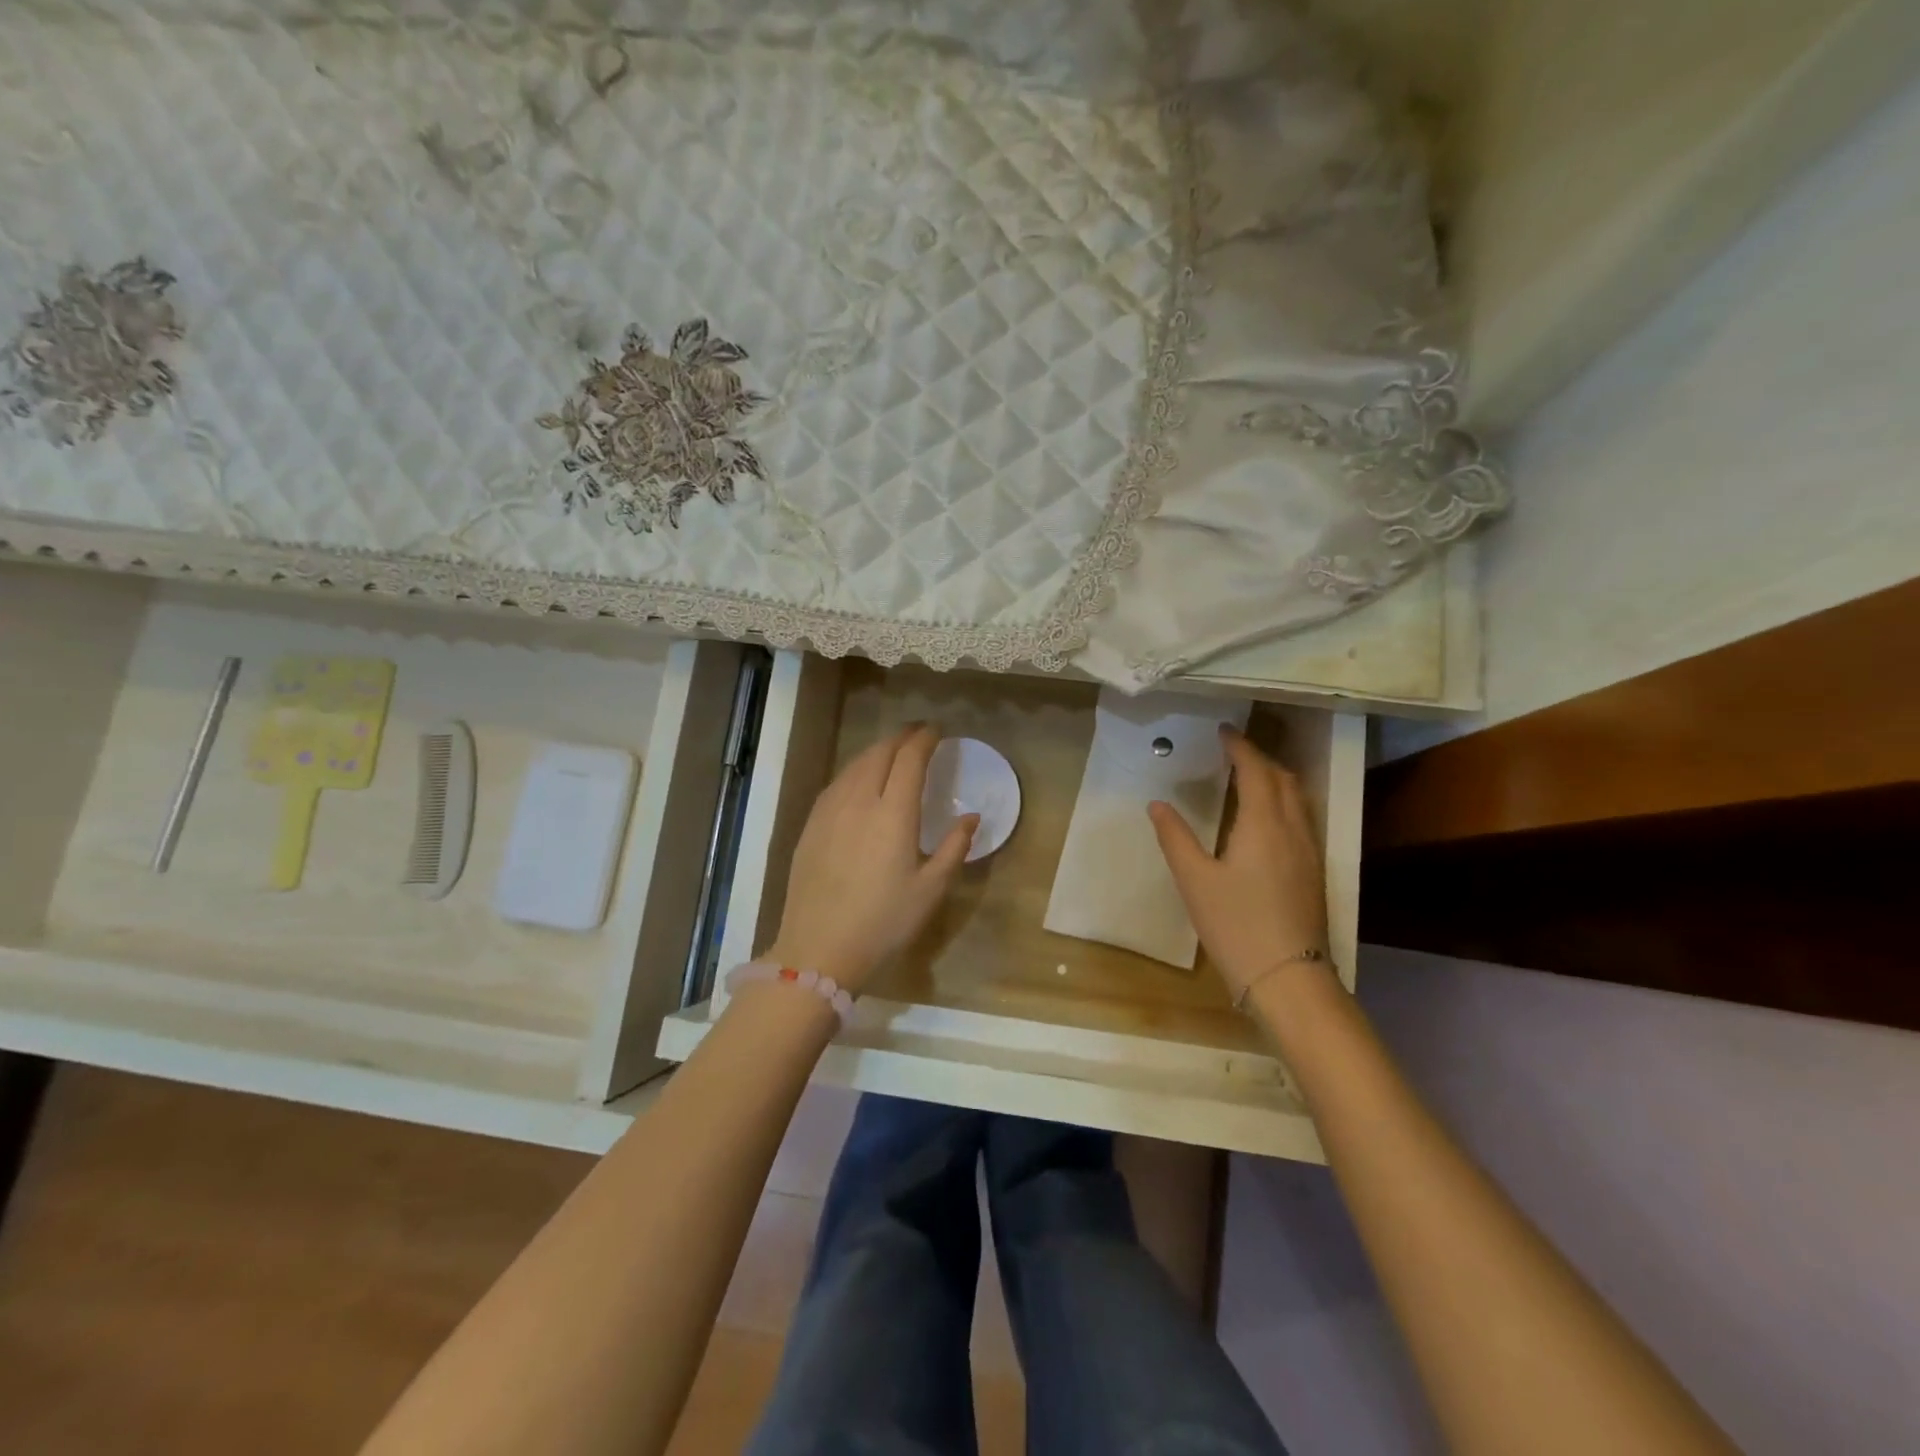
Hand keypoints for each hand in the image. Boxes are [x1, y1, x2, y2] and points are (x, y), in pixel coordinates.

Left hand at [765, 724, 977, 992]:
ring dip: (877, 751)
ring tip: (892, 752)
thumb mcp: (930, 890)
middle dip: (901, 738)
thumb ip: (953, 848)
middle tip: (918, 735)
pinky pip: (837, 783)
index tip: (937, 730)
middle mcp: (859, 801)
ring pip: (855, 765)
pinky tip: (860, 781)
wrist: (818, 949)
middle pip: (880, 753)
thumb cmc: (883, 922)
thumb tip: (972, 817)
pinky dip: (855, 770)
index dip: (924, 739)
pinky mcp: (810, 825)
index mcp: (893, 813)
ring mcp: (829, 810)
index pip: (909, 759)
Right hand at [1149, 727, 1329, 1003]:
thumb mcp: (1194, 880)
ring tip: (1249, 775)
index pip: (1255, 770)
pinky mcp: (1313, 871)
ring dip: (1275, 777)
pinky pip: (1301, 818)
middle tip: (1233, 750)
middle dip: (1260, 757)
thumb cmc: (1236, 925)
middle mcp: (1293, 829)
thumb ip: (1175, 837)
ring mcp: (1309, 851)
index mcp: (1264, 824)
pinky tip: (1266, 817)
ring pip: (1297, 798)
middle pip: (1284, 778)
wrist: (1288, 978)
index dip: (1240, 746)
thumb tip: (1158, 804)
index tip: (1223, 730)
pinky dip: (1283, 800)